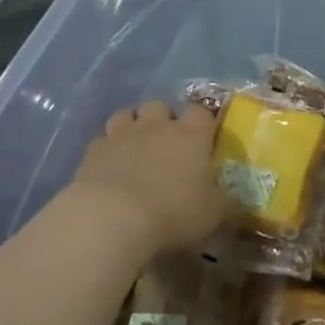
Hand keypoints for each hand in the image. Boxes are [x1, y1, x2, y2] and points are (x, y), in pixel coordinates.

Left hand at [71, 101, 226, 254]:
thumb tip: (232, 203)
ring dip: (132, 127)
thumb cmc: (173, 212)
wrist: (112, 218)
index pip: (201, 112)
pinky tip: (110, 167)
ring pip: (126, 114)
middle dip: (163, 120)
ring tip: (135, 149)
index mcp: (191, 134)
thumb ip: (223, 204)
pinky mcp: (93, 151)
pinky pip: (102, 139)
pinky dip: (107, 148)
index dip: (203, 123)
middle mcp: (156, 126)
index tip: (203, 141)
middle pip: (160, 106)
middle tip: (166, 145)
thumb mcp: (212, 215)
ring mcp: (121, 134)